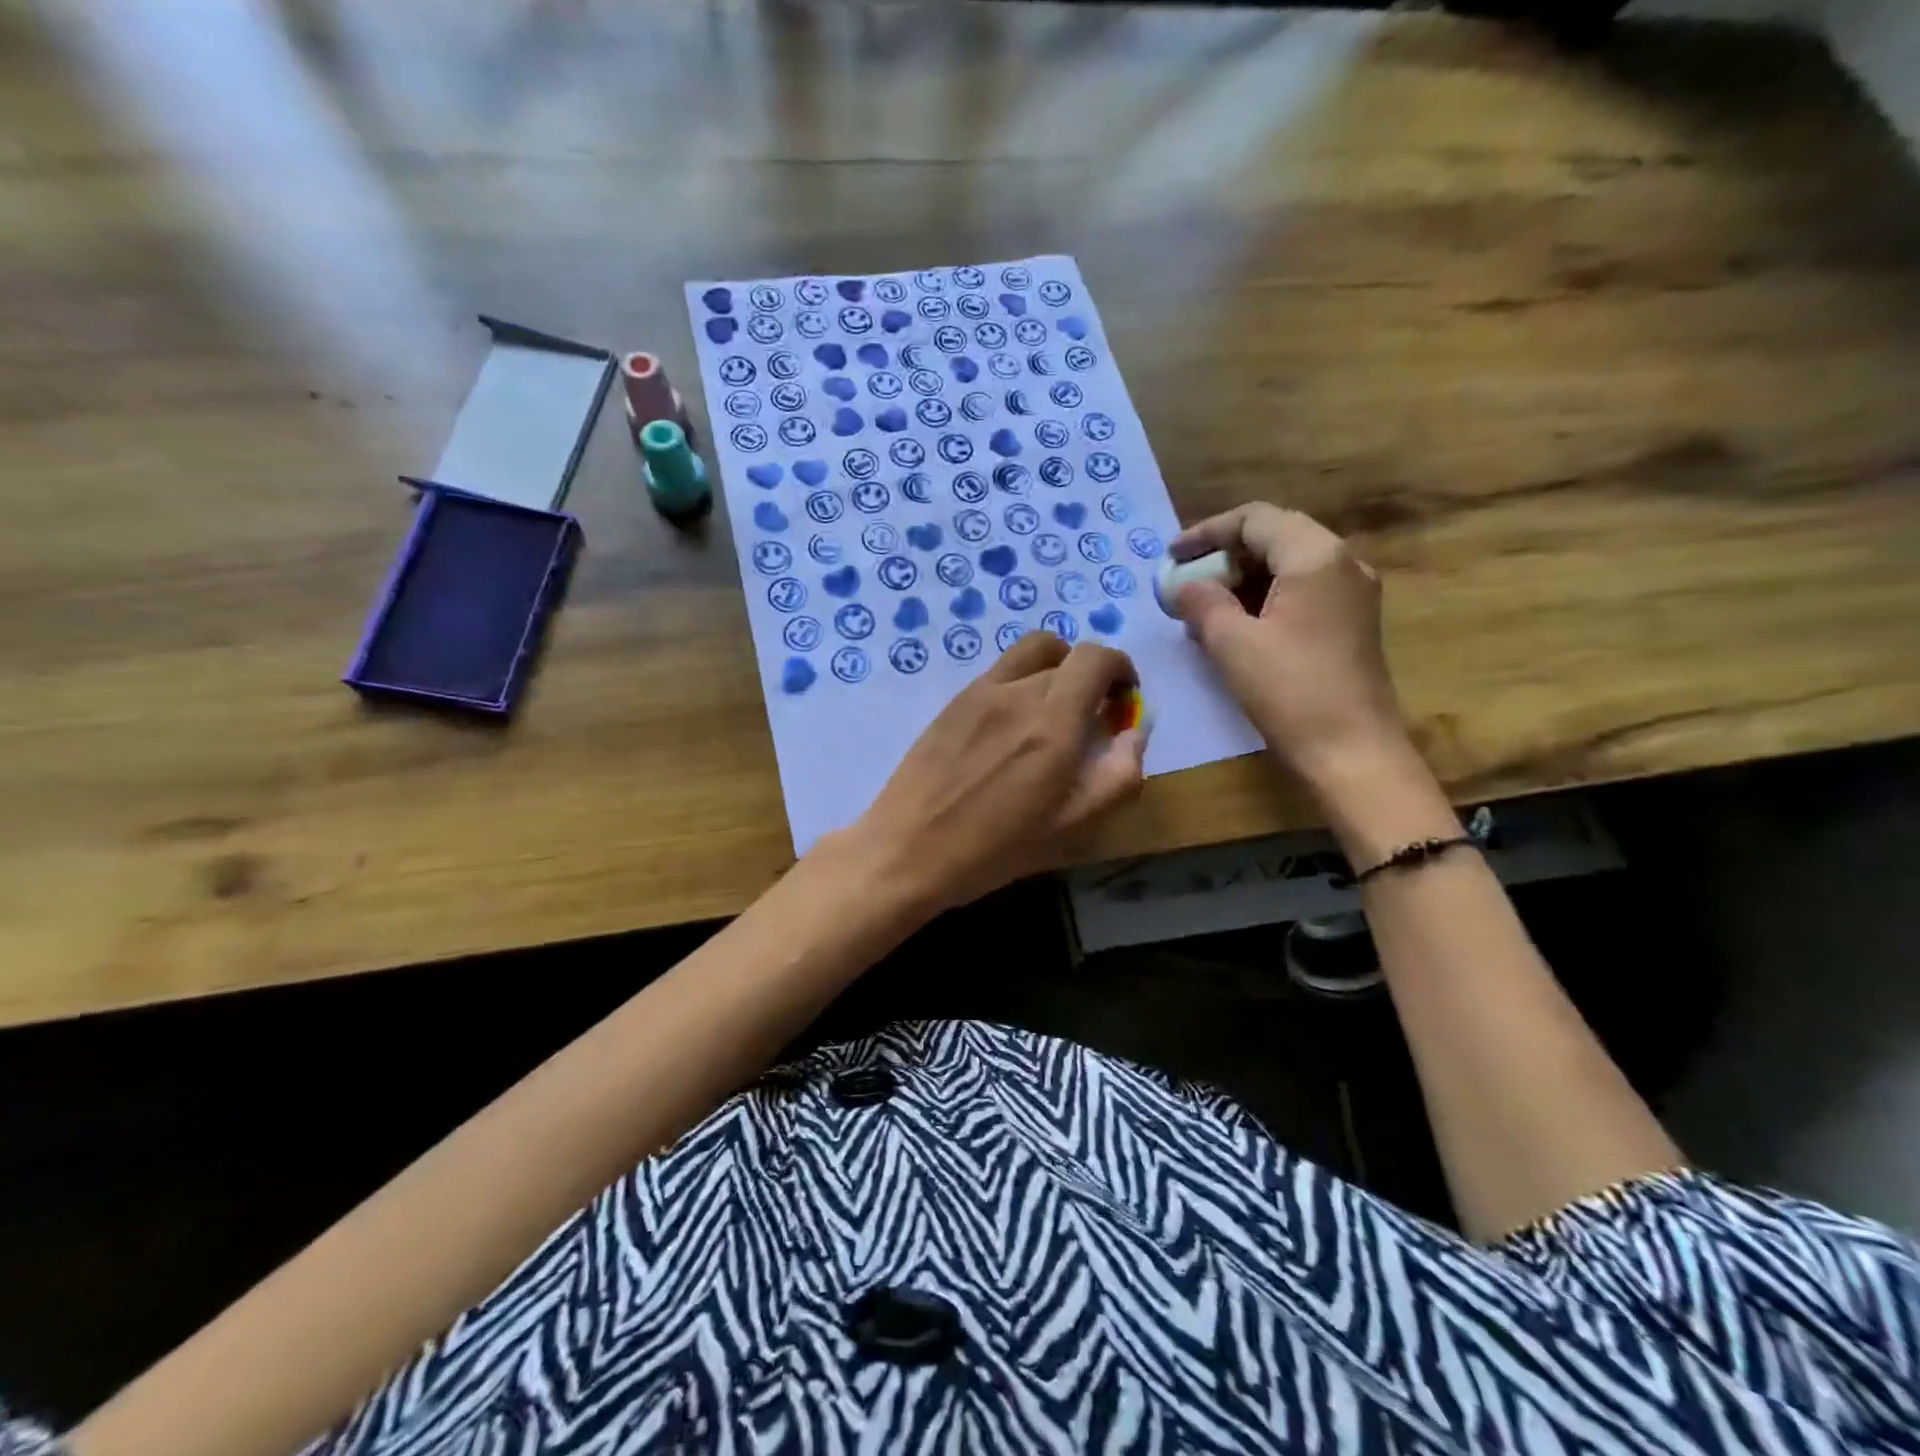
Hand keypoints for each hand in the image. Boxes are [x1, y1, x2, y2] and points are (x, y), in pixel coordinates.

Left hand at [843, 633, 1147, 913]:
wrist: (909, 850)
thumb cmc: (997, 849)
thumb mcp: (1074, 826)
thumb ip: (1119, 774)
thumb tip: (1134, 731)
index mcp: (1053, 722)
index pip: (1097, 658)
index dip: (1120, 669)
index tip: (1122, 701)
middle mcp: (1017, 692)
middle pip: (1066, 656)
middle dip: (1090, 679)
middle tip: (1089, 719)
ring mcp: (979, 692)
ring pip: (1030, 652)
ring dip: (1055, 668)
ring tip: (1052, 712)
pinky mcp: (953, 701)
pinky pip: (1000, 672)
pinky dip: (1021, 682)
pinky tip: (1011, 728)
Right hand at [1168, 503, 1405, 781]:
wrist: (1352, 752)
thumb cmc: (1290, 692)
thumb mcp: (1232, 643)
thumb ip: (1202, 602)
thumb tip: (1184, 585)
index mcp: (1315, 556)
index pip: (1254, 519)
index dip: (1206, 532)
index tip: (1170, 556)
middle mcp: (1342, 563)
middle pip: (1274, 536)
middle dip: (1223, 554)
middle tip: (1184, 580)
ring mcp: (1352, 593)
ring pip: (1287, 565)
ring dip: (1241, 578)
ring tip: (1201, 606)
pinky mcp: (1350, 623)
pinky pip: (1301, 591)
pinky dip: (1263, 598)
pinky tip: (1233, 625)